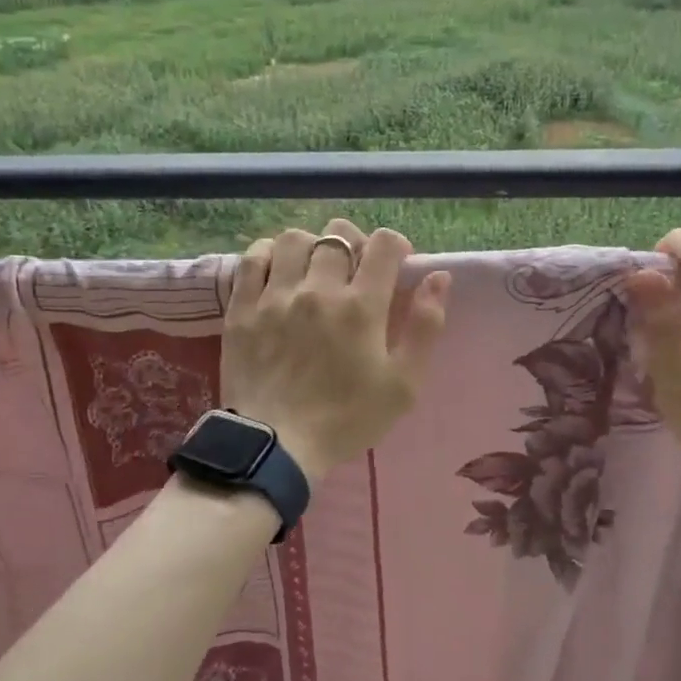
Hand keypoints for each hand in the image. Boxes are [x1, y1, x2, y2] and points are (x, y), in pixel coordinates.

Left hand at [222, 219, 451, 481]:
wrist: (276, 445)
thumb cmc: (346, 418)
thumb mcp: (403, 384)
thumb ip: (425, 327)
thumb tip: (438, 277)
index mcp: (362, 306)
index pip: (384, 244)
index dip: (396, 246)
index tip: (396, 266)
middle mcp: (318, 289)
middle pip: (338, 235)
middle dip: (355, 243)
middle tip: (355, 269)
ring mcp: (275, 296)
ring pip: (295, 239)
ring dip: (311, 245)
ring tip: (314, 268)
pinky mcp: (242, 307)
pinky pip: (252, 258)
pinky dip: (268, 254)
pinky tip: (278, 270)